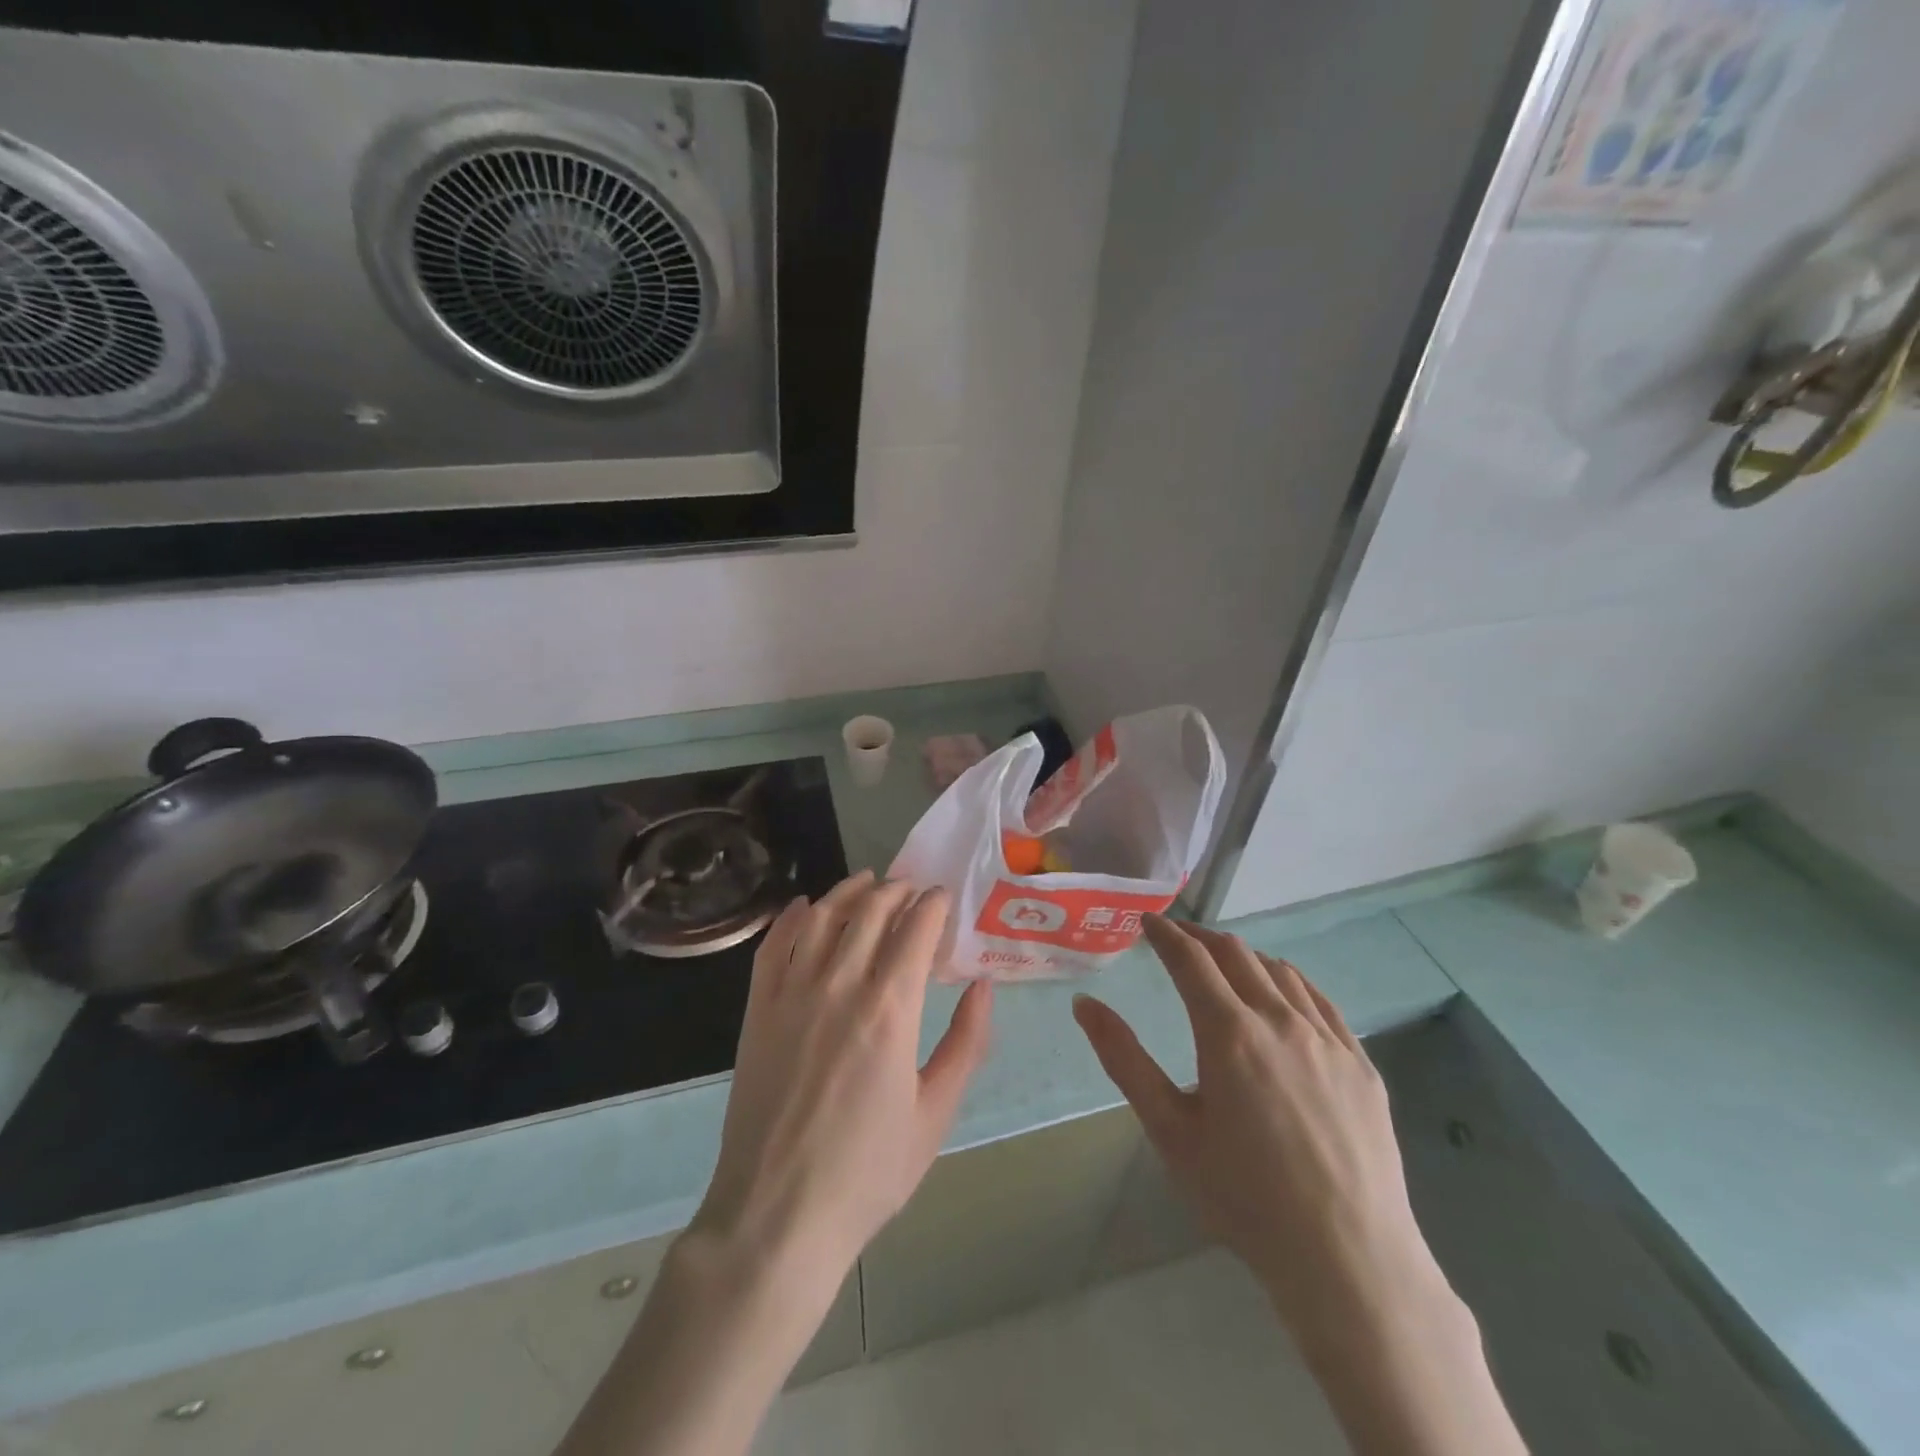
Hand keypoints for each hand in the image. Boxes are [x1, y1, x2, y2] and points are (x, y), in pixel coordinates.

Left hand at [694, 871, 995, 1280]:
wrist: (778, 1216)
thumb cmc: (868, 1171)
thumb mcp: (936, 1113)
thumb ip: (966, 1042)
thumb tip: (983, 985)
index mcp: (890, 1009)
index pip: (915, 930)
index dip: (933, 905)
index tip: (944, 898)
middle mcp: (839, 986)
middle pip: (870, 911)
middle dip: (897, 890)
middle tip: (913, 889)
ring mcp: (792, 994)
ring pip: (823, 918)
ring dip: (850, 891)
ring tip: (869, 881)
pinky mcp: (757, 1010)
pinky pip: (774, 946)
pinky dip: (792, 917)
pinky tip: (806, 906)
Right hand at [1072, 917, 1440, 1335]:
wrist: (1347, 1258)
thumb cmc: (1244, 1197)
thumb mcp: (1169, 1130)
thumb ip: (1124, 1059)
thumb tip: (1084, 1003)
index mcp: (1229, 1033)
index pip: (1191, 959)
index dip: (1166, 934)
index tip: (1147, 922)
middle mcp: (1280, 1020)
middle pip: (1236, 954)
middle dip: (1201, 937)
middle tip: (1177, 938)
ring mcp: (1328, 1039)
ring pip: (1280, 971)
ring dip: (1244, 956)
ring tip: (1224, 963)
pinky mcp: (1361, 1063)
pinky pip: (1320, 1001)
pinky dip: (1289, 982)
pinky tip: (1282, 994)